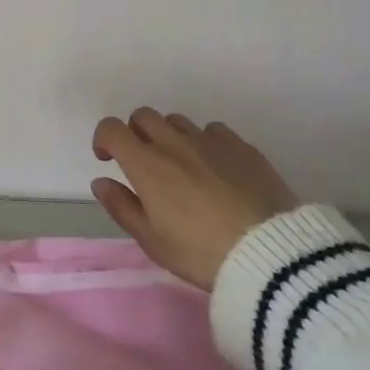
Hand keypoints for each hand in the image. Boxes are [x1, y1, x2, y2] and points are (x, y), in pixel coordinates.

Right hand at [90, 109, 297, 289]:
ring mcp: (211, 140)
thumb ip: (121, 206)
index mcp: (146, 164)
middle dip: (135, 133)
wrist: (268, 253)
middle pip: (144, 116)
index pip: (112, 128)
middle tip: (143, 162)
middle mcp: (175, 142)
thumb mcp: (151, 240)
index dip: (103, 139)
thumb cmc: (199, 252)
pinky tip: (214, 168)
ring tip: (181, 167)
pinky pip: (213, 130)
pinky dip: (203, 142)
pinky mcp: (241, 146)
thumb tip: (102, 181)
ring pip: (178, 121)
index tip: (108, 159)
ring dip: (169, 136)